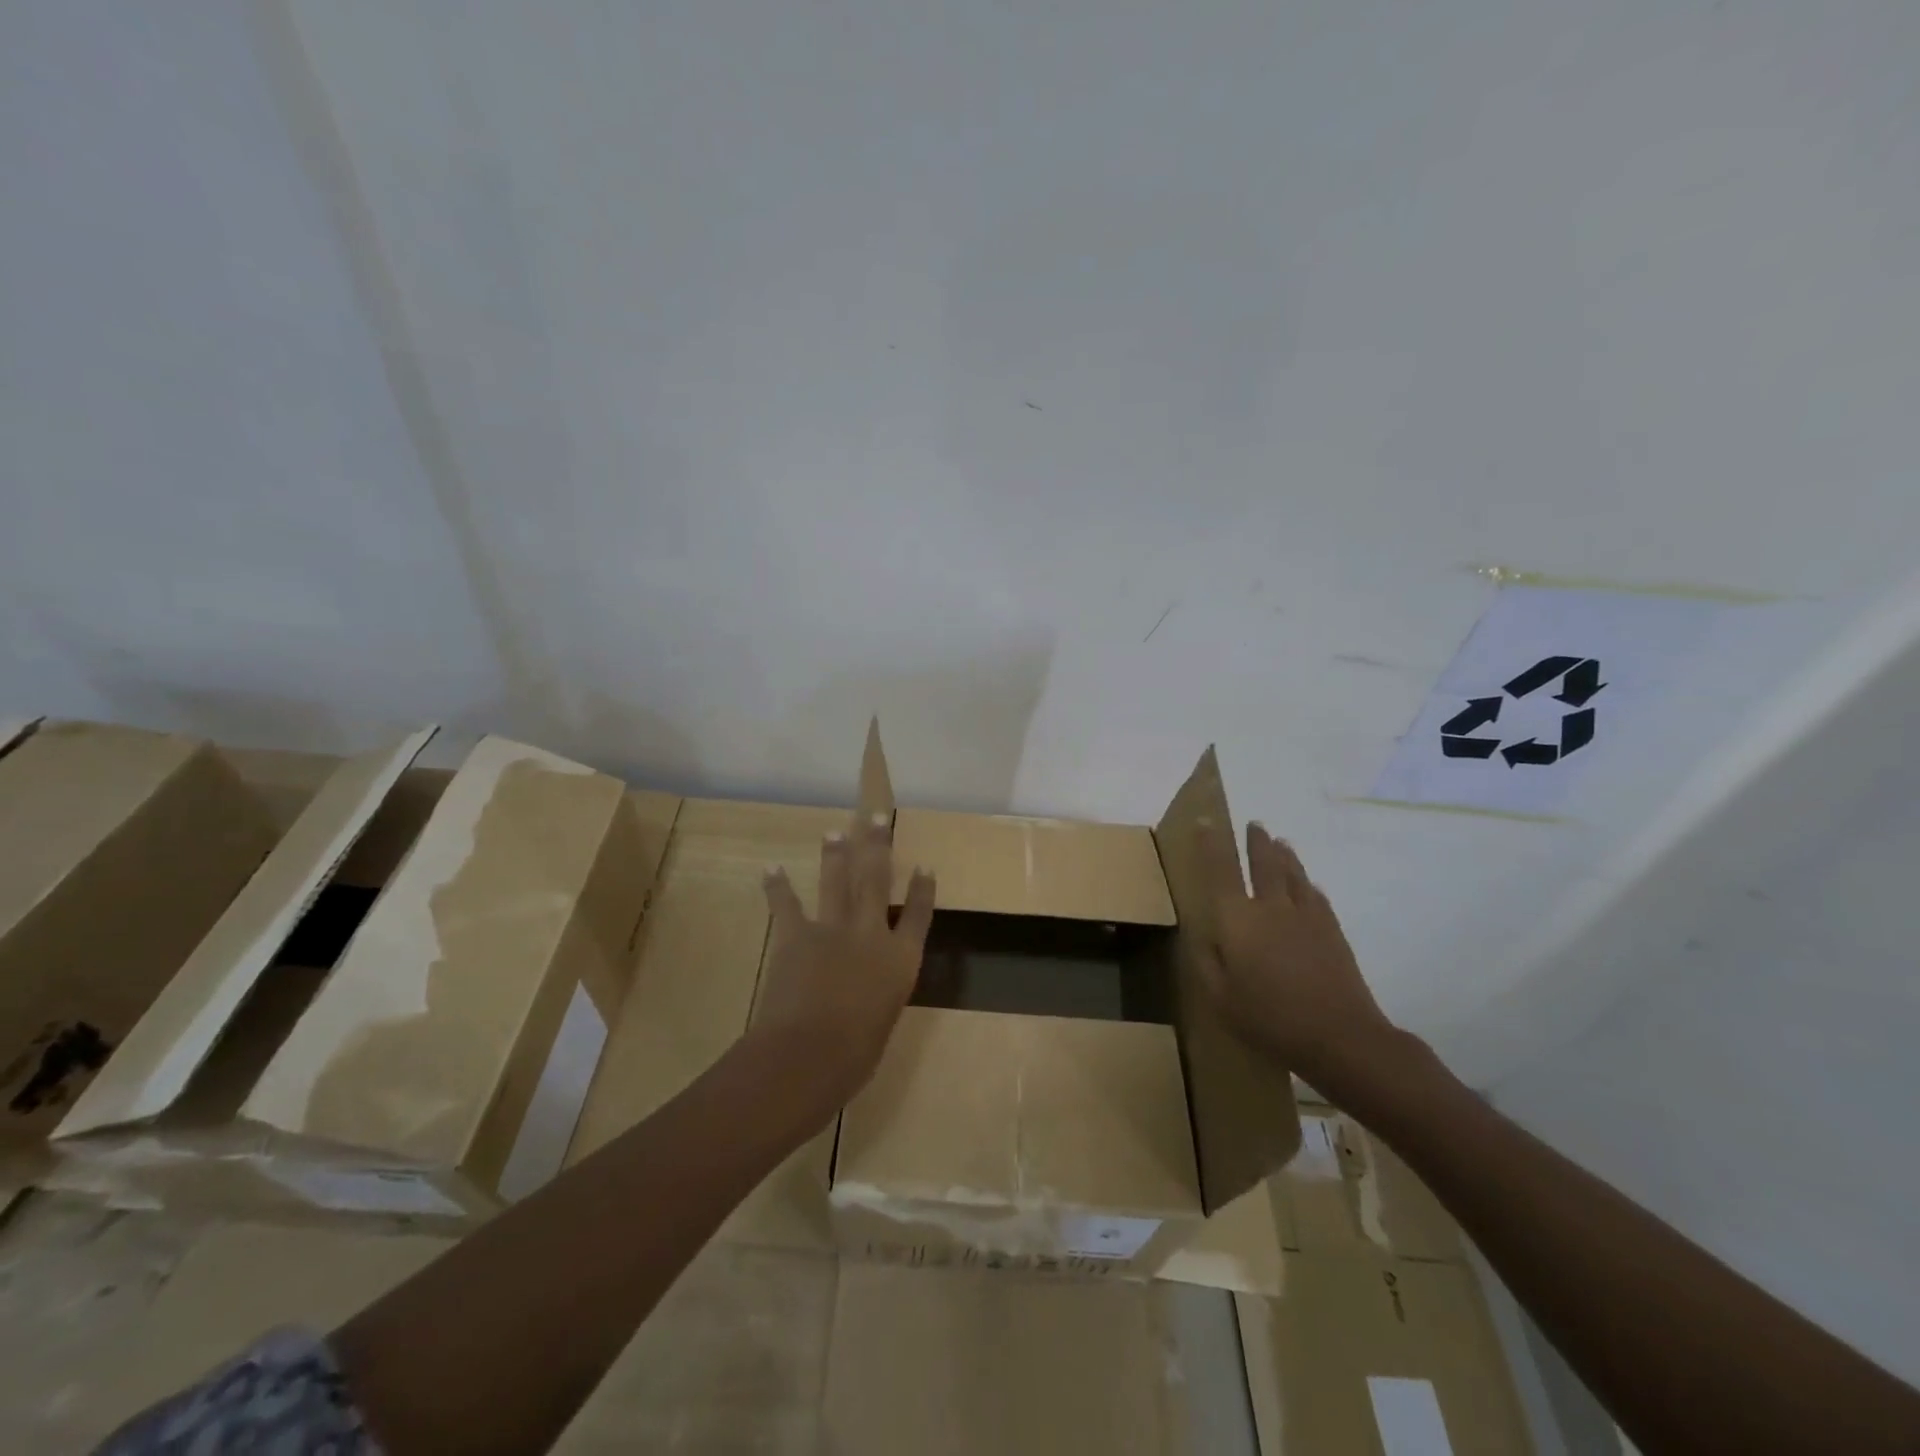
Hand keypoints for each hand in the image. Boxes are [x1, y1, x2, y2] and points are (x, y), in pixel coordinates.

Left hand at [754, 813, 936, 1106]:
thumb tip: (867, 992)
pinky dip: (778, 887)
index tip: (924, 867)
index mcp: (900, 960)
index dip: (922, 890)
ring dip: (836, 855)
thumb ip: (878, 996)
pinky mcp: (797, 936)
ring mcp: (832, 930)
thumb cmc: (855, 1055)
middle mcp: (870, 934)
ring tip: (834, 832)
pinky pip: (786, 905)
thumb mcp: (882, 1021)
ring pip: (836, 882)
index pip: (918, 915)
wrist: (808, 1053)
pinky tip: (771, 868)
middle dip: (878, 846)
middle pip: (877, 880)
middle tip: (876, 817)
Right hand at [1195, 819, 1401, 1088]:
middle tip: (1254, 825)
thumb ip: (1206, 962)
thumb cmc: (1270, 1018)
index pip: (1220, 870)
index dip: (1211, 844)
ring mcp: (1306, 916)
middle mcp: (1270, 907)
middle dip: (1256, 841)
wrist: (1341, 1035)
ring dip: (1284, 856)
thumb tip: (1201, 935)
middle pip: (1263, 863)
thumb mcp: (1220, 999)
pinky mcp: (1332, 931)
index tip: (1207, 822)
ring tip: (1280, 843)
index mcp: (1237, 920)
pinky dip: (1308, 885)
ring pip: (1293, 874)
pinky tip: (1309, 886)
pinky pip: (1316, 896)